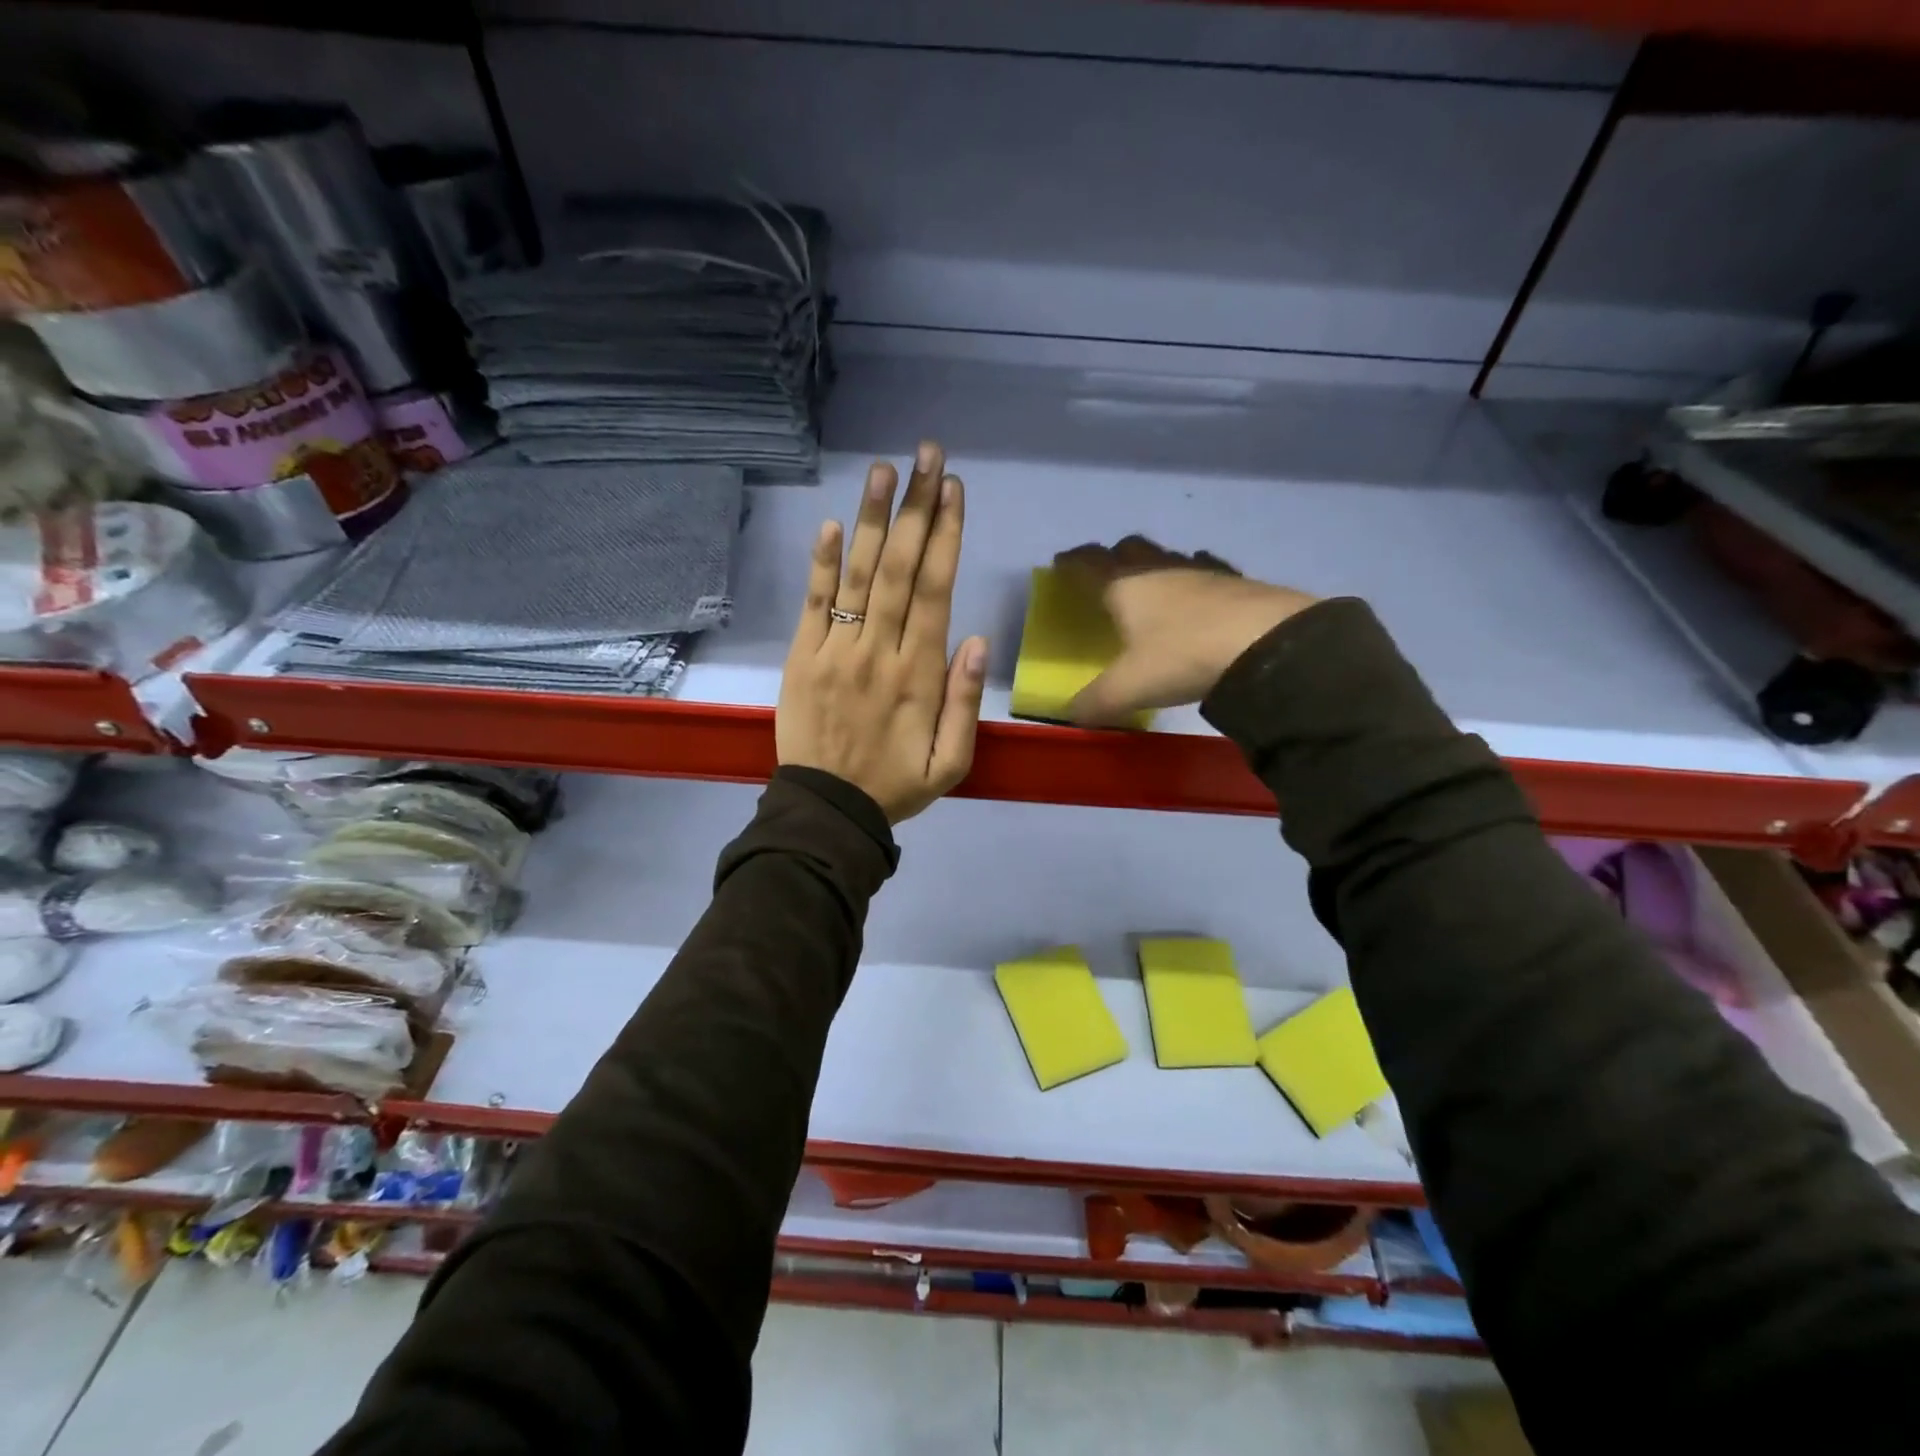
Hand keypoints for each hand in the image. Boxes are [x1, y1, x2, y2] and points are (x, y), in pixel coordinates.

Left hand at [778, 441, 988, 822]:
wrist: (826, 811)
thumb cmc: (895, 786)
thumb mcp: (951, 764)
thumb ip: (965, 703)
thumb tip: (977, 640)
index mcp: (920, 674)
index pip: (936, 590)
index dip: (946, 536)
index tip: (954, 489)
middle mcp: (879, 651)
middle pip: (902, 569)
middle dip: (917, 508)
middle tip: (928, 454)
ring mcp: (836, 650)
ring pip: (860, 575)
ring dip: (874, 520)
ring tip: (885, 469)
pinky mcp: (801, 657)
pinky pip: (814, 603)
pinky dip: (823, 563)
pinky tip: (835, 523)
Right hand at [1054, 537, 1316, 725]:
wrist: (1267, 645)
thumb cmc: (1183, 658)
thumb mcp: (1129, 688)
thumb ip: (1095, 702)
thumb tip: (1072, 714)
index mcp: (1126, 586)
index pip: (1089, 563)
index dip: (1072, 562)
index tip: (1061, 563)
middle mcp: (1161, 569)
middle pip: (1131, 548)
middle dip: (1114, 557)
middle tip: (1107, 576)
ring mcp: (1203, 572)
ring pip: (1170, 556)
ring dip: (1156, 565)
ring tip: (1152, 587)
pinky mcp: (1238, 582)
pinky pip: (1208, 570)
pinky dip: (1196, 577)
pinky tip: (1201, 593)